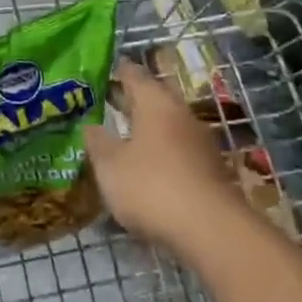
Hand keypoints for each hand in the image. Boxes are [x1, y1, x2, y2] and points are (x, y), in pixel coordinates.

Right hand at [83, 60, 238, 258]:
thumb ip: (97, 141)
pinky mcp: (209, 169)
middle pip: (152, 97)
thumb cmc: (151, 186)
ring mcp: (199, 141)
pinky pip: (177, 150)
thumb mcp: (109, 165)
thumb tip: (89, 125)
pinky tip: (144, 169)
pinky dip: (159, 152)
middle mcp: (180, 113)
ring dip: (145, 128)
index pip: (132, 73)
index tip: (95, 74)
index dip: (113, 71)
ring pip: (166, 125)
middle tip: (102, 105)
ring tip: (119, 138)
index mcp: (154, 102)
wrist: (211, 230)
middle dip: (128, 100)